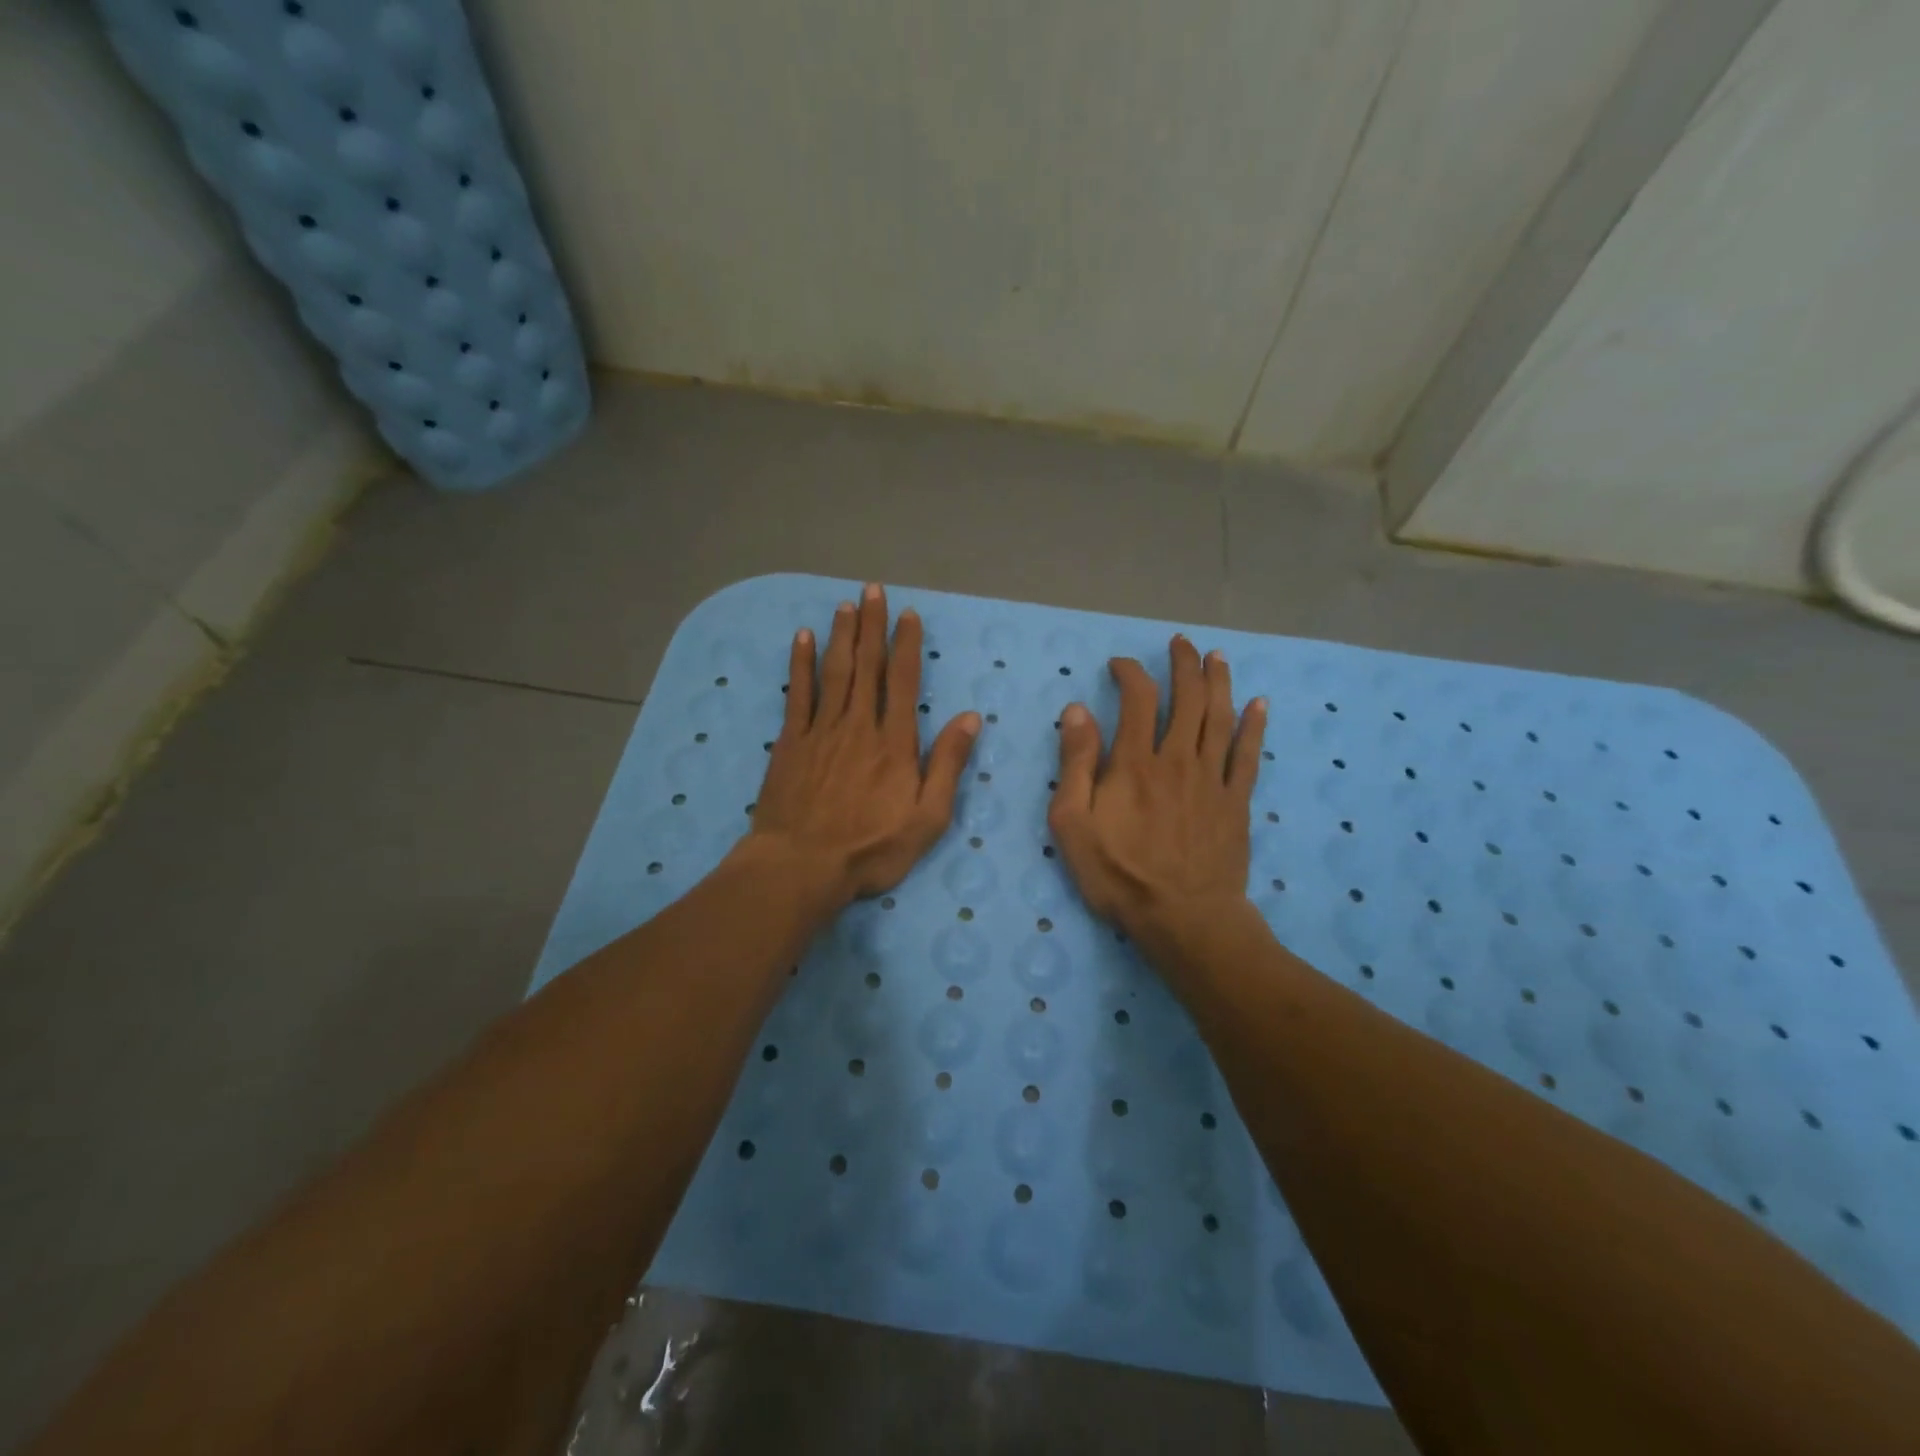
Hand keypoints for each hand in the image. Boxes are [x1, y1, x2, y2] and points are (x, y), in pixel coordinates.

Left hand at [748, 583, 980, 910]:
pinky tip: (803, 638)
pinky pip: (798, 693)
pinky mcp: (791, 742)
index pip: (903, 681)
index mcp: (895, 743)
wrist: (801, 865)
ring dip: (842, 635)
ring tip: (846, 604)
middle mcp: (859, 725)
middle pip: (867, 666)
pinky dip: (801, 663)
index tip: (908, 616)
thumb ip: (948, 765)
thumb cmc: (871, 848)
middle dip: (873, 626)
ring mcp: (822, 730)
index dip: (906, 645)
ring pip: (835, 671)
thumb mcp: (928, 818)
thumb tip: (971, 718)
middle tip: (874, 590)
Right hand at [1047, 636, 1266, 959]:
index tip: (1121, 664)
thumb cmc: (1120, 875)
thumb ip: (1075, 764)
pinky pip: (1249, 755)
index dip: (1131, 672)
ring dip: (1219, 682)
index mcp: (1135, 762)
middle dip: (1184, 664)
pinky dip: (1254, 726)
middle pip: (1187, 698)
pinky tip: (1259, 704)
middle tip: (1181, 643)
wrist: (1184, 917)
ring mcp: (1213, 779)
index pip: (1137, 698)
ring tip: (1217, 657)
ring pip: (1220, 717)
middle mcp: (1178, 758)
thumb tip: (1077, 710)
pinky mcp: (1237, 802)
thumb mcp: (1073, 824)